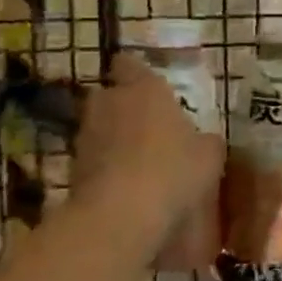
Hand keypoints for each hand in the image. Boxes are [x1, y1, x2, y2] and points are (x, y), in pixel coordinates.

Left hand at [71, 53, 223, 213]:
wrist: (119, 216)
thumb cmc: (172, 171)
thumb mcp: (209, 155)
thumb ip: (206, 140)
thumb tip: (204, 141)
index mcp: (144, 89)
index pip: (129, 64)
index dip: (136, 72)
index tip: (149, 85)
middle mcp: (109, 103)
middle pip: (111, 95)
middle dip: (125, 107)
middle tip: (150, 126)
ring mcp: (85, 136)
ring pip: (100, 128)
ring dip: (114, 139)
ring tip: (139, 161)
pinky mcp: (72, 168)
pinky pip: (94, 160)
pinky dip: (106, 168)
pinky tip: (127, 187)